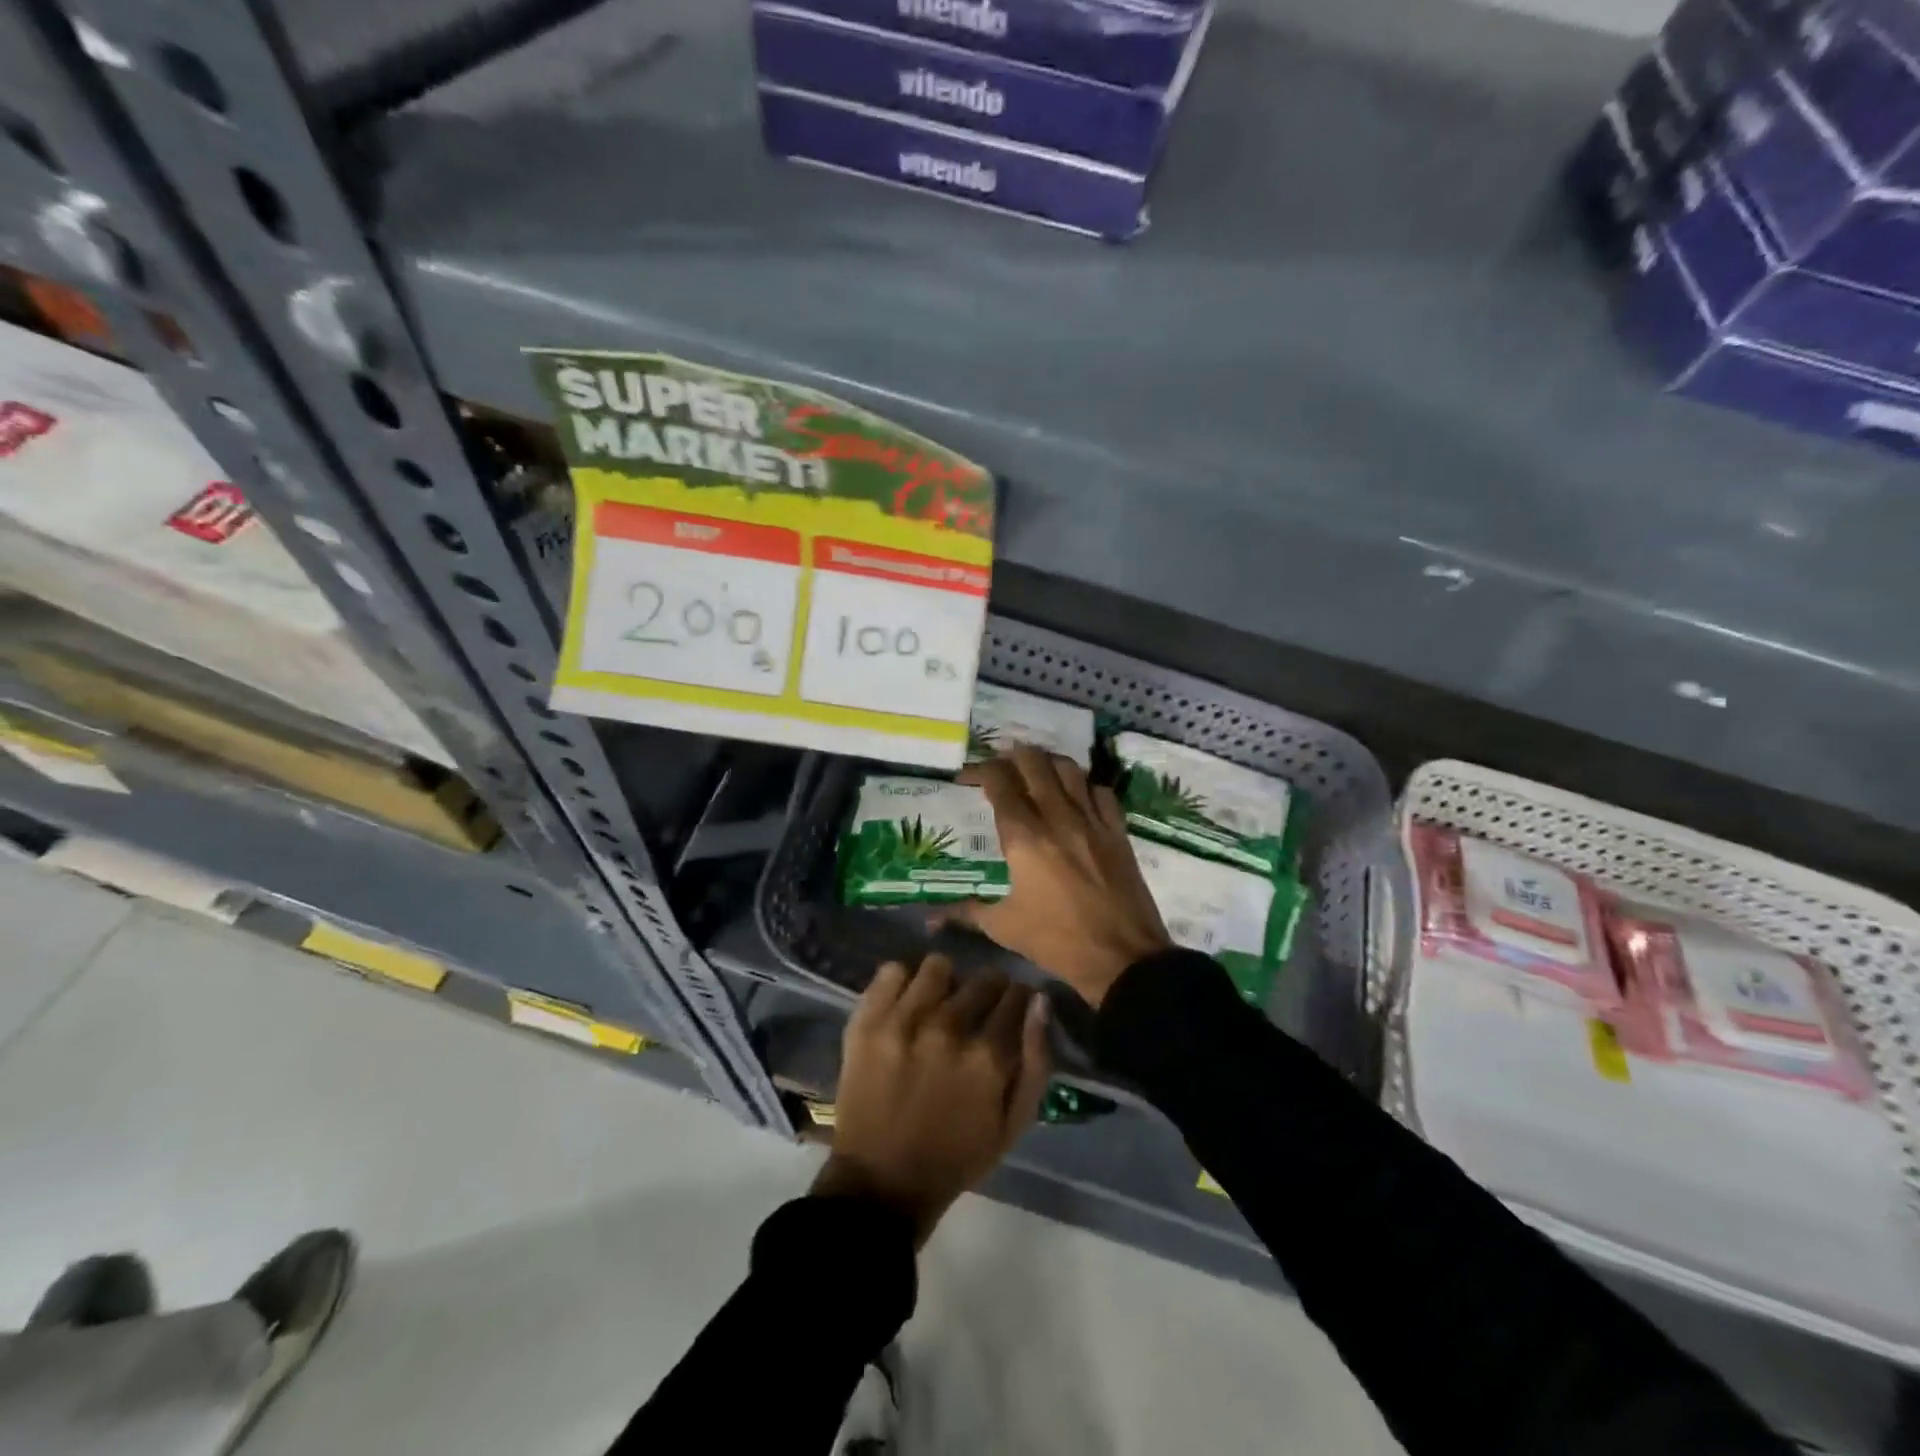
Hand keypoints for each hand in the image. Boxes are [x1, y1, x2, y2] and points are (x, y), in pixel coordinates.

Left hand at [814, 956, 1049, 1245]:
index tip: (1011, 1009)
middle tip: (976, 1010)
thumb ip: (1036, 1061)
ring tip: (938, 1003)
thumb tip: (1039, 1001)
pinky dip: (902, 983)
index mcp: (987, 1057)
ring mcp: (902, 1022)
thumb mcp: (1013, 1125)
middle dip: (988, 990)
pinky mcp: (867, 1021)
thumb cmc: (955, 1158)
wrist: (880, 1183)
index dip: (1018, 1000)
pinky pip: (891, 971)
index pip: (1016, 996)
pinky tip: (906, 1004)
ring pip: (938, 966)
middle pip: (981, 978)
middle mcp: (947, 1029)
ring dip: (945, 982)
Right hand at [943, 748, 1172, 1007]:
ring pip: (1069, 769)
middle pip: (1034, 763)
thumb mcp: (1004, 927)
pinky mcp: (1117, 832)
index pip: (999, 782)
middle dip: (1012, 756)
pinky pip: (1101, 792)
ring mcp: (1092, 821)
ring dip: (1047, 763)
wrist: (1122, 957)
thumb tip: (929, 918)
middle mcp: (1057, 817)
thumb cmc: (1056, 941)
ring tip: (1035, 771)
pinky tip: (1076, 797)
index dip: (979, 770)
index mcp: (1024, 837)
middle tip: (1000, 767)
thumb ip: (965, 912)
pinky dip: (1084, 786)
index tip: (966, 777)